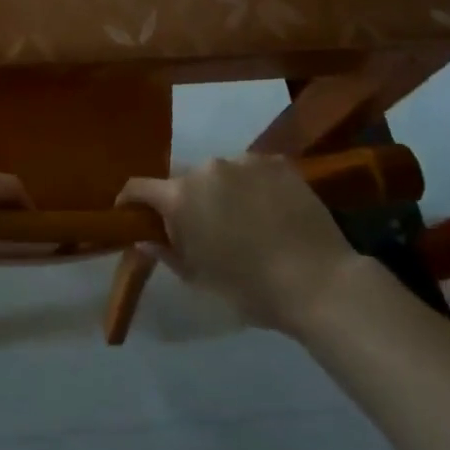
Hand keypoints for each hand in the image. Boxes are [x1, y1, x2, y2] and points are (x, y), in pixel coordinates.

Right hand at [119, 154, 359, 336]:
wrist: (319, 282)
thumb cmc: (250, 288)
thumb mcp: (199, 278)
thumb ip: (166, 252)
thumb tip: (144, 237)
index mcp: (181, 197)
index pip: (139, 187)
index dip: (130, 200)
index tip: (131, 213)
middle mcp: (207, 168)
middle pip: (183, 180)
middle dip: (186, 200)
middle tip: (202, 227)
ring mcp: (244, 161)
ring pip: (220, 173)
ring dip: (222, 190)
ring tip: (244, 218)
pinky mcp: (276, 162)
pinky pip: (253, 170)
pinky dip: (253, 185)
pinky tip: (270, 210)